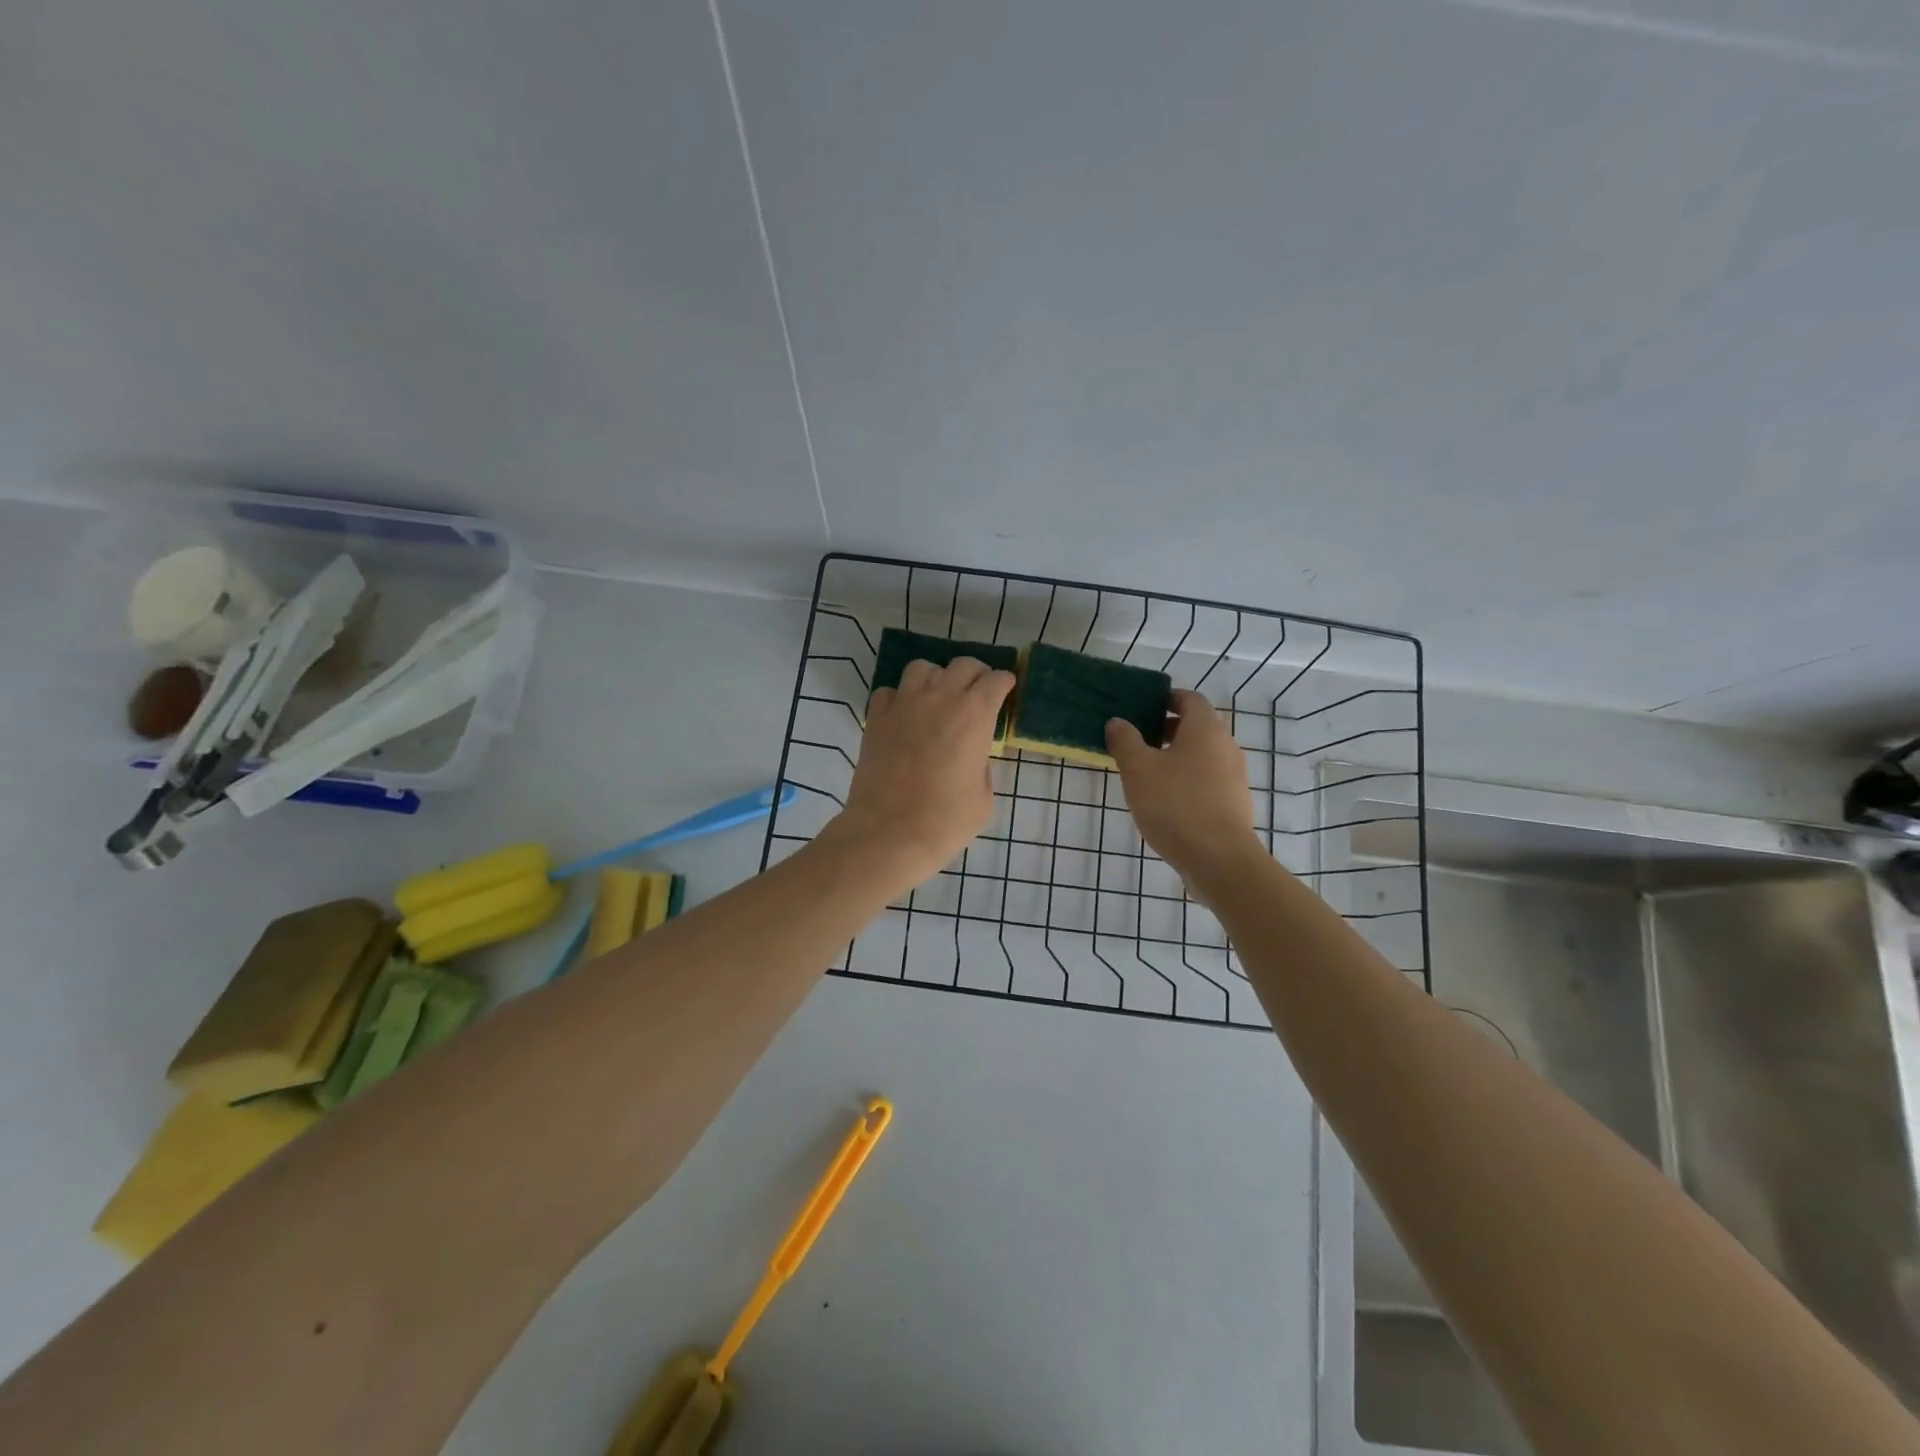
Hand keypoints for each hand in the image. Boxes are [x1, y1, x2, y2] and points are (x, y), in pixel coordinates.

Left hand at [831, 657, 1016, 892]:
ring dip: (936, 678)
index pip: (996, 680)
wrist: (889, 834)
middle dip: (976, 675)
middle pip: (963, 665)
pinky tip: (904, 716)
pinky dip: (900, 697)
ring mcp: (904, 704)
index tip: (1006, 690)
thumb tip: (972, 755)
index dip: (1005, 683)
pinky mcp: (876, 718)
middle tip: (978, 693)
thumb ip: (982, 764)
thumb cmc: (945, 821)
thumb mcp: (983, 797)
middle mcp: (940, 698)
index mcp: (974, 715)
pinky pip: (890, 692)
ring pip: (923, 668)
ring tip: (938, 698)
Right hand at [1106, 689, 1262, 887]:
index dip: (1168, 698)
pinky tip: (1168, 801)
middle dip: (1170, 729)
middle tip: (1140, 739)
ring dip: (1179, 756)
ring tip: (1149, 773)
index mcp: (1205, 729)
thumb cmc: (1175, 805)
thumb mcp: (1138, 770)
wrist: (1219, 859)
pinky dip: (1189, 779)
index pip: (1190, 699)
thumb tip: (1118, 721)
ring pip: (1204, 754)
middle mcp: (1226, 746)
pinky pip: (1210, 779)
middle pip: (1199, 726)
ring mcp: (1235, 776)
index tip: (1144, 707)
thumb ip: (1125, 741)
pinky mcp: (1234, 803)